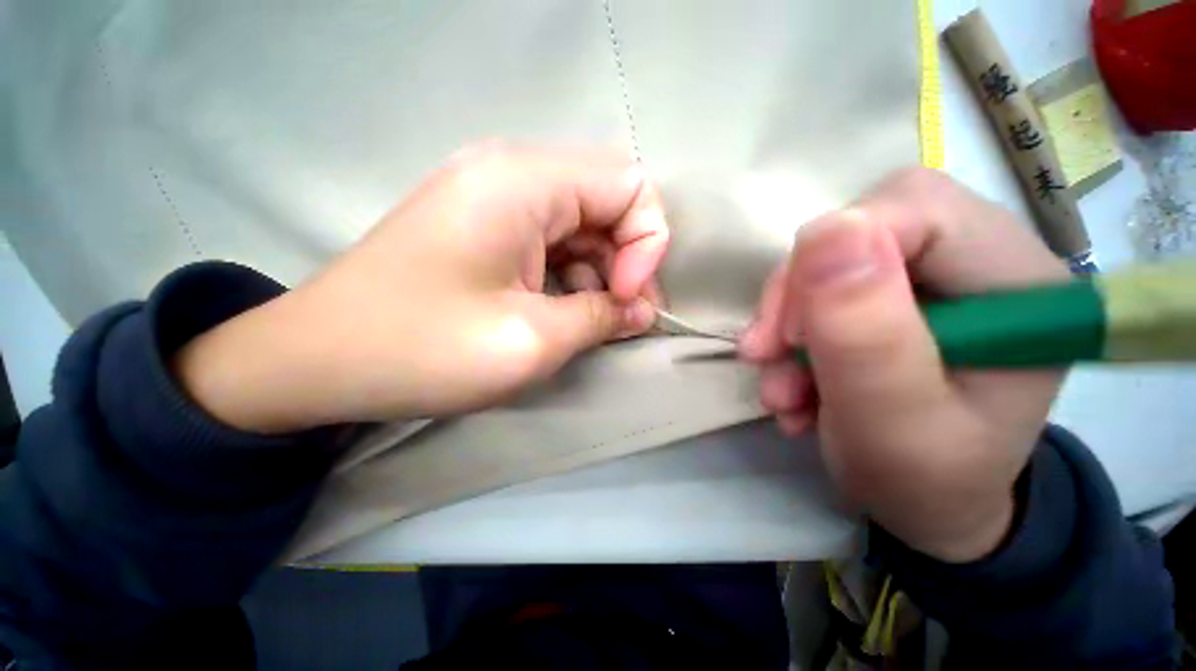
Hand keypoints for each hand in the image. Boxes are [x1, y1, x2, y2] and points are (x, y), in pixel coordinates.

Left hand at [177, 145, 667, 432]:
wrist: (317, 360)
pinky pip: (555, 240)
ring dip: (603, 272)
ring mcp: (496, 197)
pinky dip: (574, 275)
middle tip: (625, 316)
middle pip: (609, 202)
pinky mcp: (486, 226)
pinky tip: (566, 311)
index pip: (630, 185)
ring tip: (598, 320)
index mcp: (523, 181)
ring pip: (584, 224)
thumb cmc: (422, 350)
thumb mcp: (531, 342)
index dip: (646, 244)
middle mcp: (512, 173)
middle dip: (629, 261)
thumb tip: (642, 311)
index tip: (628, 299)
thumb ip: (600, 318)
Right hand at [739, 168, 1069, 562]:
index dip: (835, 256)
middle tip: (772, 353)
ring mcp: (932, 276)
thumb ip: (864, 332)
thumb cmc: (925, 481)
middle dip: (801, 291)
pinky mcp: (891, 294)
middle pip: (865, 225)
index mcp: (1019, 285)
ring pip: (830, 258)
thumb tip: (825, 229)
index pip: (917, 208)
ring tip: (780, 389)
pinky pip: (819, 287)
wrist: (924, 504)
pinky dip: (789, 334)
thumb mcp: (892, 423)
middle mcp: (980, 262)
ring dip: (787, 323)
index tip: (790, 333)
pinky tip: (790, 381)